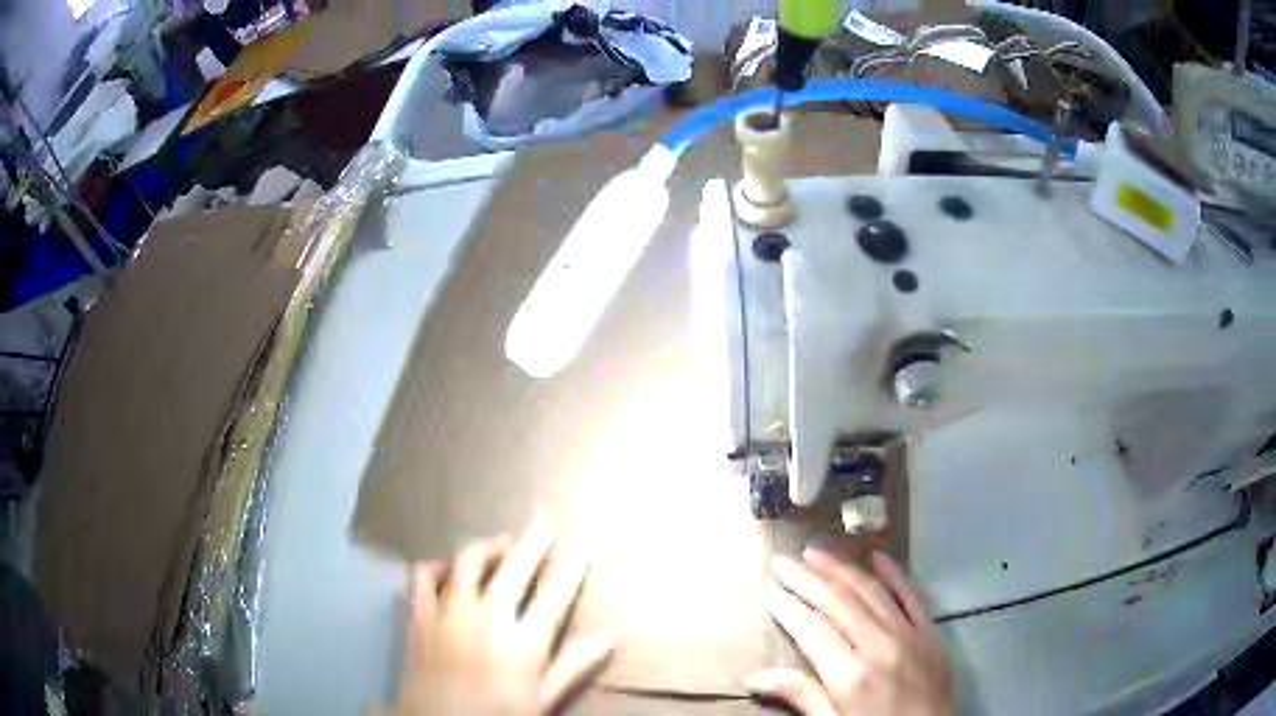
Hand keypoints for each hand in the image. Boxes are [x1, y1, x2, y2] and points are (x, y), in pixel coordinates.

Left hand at [391, 517, 614, 715]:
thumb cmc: (498, 714)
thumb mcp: (544, 698)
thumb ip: (574, 666)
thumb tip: (610, 638)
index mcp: (524, 640)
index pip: (555, 593)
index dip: (570, 566)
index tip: (580, 545)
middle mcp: (488, 616)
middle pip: (515, 566)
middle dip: (533, 539)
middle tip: (544, 518)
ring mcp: (449, 611)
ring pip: (468, 562)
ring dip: (487, 546)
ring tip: (500, 543)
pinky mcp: (419, 615)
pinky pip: (423, 577)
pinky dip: (436, 567)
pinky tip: (445, 569)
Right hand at [748, 549, 954, 715]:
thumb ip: (800, 696)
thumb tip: (755, 678)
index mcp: (849, 675)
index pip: (811, 629)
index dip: (788, 606)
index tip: (769, 588)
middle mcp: (879, 647)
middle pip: (838, 603)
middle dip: (806, 579)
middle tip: (783, 561)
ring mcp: (909, 635)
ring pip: (871, 592)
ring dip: (842, 569)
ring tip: (816, 552)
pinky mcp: (931, 633)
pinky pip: (912, 596)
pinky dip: (895, 575)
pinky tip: (878, 557)